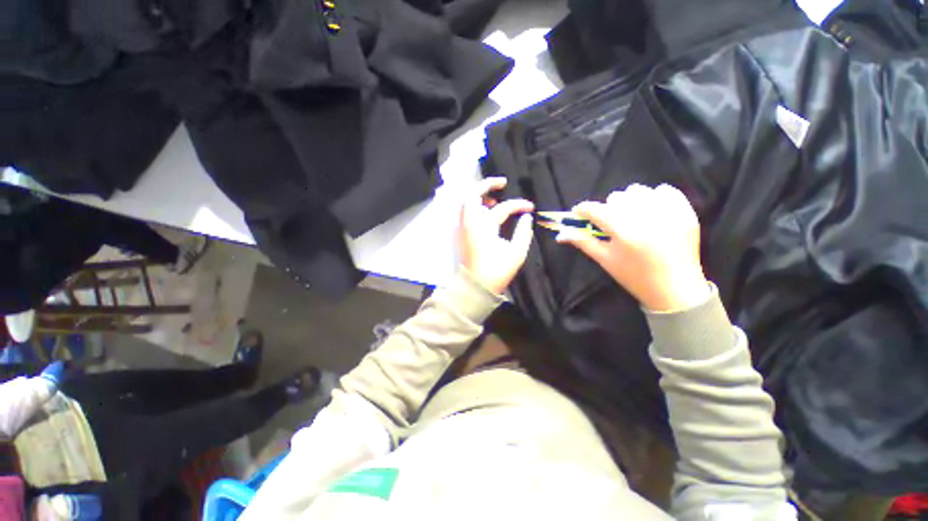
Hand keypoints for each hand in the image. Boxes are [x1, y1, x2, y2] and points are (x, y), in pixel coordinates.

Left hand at [459, 178, 534, 294]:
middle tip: (502, 183)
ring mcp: (464, 227)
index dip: (518, 205)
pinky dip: (475, 206)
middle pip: (473, 195)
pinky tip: (486, 211)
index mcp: (484, 227)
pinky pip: (466, 212)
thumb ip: (523, 232)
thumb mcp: (516, 253)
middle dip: (486, 184)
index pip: (503, 208)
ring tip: (494, 198)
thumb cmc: (497, 271)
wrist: (476, 286)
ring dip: (479, 195)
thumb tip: (526, 217)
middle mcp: (471, 223)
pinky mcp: (463, 233)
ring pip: (467, 202)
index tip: (530, 207)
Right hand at [557, 184, 709, 311]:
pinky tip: (651, 212)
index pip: (595, 209)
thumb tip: (560, 234)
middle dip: (607, 208)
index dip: (583, 209)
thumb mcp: (605, 259)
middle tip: (610, 223)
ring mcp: (668, 212)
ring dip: (629, 201)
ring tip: (631, 216)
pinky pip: (664, 190)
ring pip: (638, 190)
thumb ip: (582, 242)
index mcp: (623, 231)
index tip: (579, 213)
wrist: (675, 288)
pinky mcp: (685, 211)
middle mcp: (645, 217)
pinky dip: (654, 197)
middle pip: (616, 197)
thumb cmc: (634, 276)